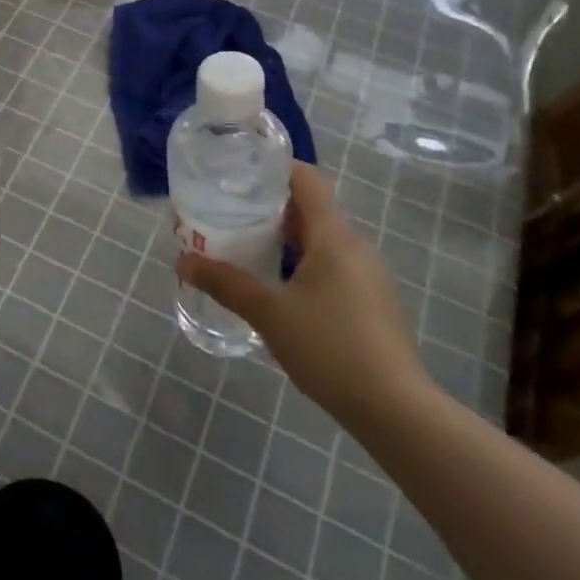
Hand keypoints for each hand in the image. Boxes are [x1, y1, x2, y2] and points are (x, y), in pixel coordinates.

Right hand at [177, 162, 433, 429]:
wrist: (396, 410)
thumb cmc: (330, 348)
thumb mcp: (269, 314)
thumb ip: (226, 284)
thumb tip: (183, 261)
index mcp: (333, 235)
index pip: (306, 179)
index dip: (275, 169)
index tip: (241, 174)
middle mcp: (356, 245)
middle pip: (312, 209)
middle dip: (272, 209)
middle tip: (231, 215)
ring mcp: (369, 275)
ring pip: (323, 240)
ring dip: (288, 240)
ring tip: (249, 251)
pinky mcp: (373, 301)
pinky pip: (334, 265)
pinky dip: (305, 264)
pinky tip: (281, 291)